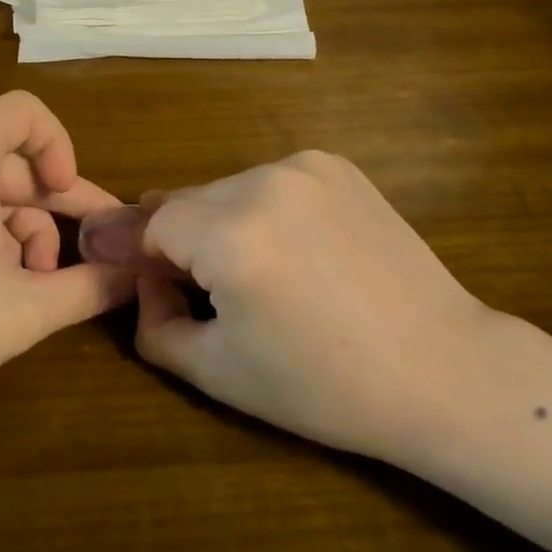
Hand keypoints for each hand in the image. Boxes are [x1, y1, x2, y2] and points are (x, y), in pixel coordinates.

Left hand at [0, 91, 131, 487]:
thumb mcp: (24, 308)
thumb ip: (90, 287)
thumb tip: (138, 275)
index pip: (27, 113)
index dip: (61, 148)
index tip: (71, 202)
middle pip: (19, 164)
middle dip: (60, 212)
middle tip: (96, 259)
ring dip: (29, 240)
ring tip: (37, 292)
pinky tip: (5, 297)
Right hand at [125, 152, 551, 551]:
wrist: (443, 369)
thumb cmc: (325, 386)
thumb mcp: (218, 372)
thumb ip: (154, 323)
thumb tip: (143, 281)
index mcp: (231, 236)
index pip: (149, 223)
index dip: (129, 246)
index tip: (108, 258)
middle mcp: (263, 183)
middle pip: (186, 202)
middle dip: (172, 238)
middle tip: (176, 280)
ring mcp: (304, 167)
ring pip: (226, 190)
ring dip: (216, 222)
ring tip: (243, 272)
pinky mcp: (335, 165)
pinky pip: (268, 182)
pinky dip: (258, 209)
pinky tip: (287, 251)